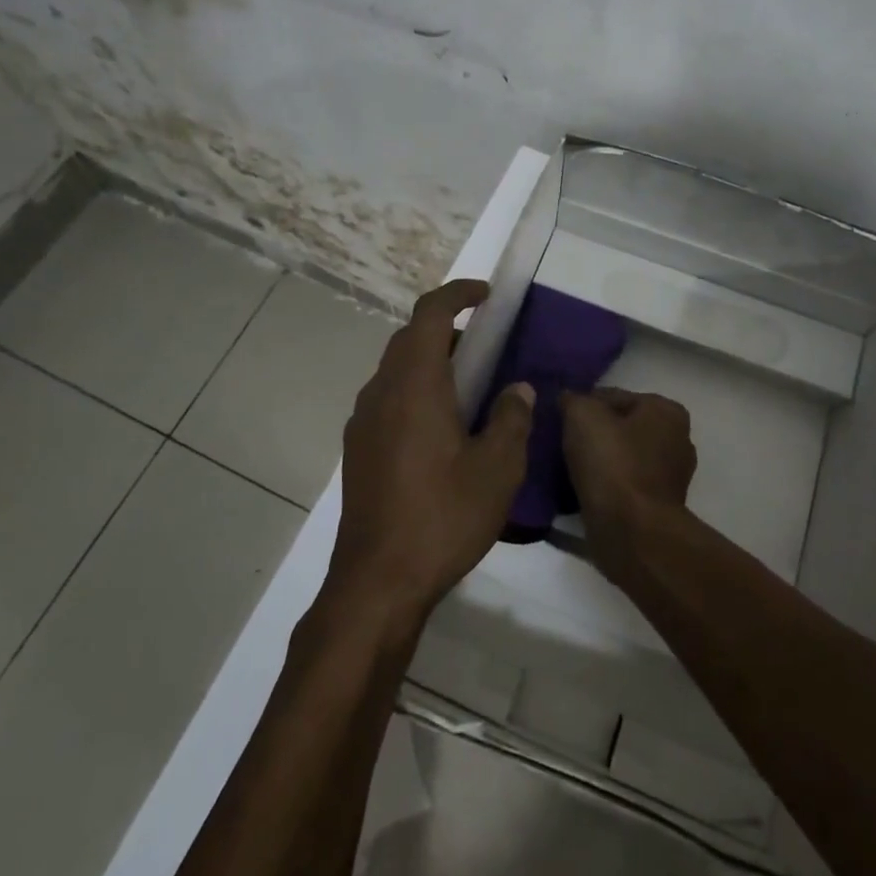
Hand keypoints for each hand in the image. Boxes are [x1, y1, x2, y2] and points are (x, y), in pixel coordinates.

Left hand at [330, 280, 533, 621]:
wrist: (376, 582)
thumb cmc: (442, 517)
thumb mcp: (497, 469)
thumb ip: (512, 419)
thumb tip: (517, 389)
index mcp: (415, 384)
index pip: (430, 313)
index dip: (458, 293)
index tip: (486, 296)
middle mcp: (382, 391)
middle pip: (410, 338)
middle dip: (447, 329)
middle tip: (486, 348)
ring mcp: (364, 421)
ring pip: (396, 369)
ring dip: (430, 362)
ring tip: (469, 390)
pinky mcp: (358, 449)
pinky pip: (388, 399)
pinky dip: (415, 391)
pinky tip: (440, 431)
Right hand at [560, 388, 696, 577]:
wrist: (631, 532)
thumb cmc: (612, 464)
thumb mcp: (583, 415)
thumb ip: (573, 399)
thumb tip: (568, 399)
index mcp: (666, 411)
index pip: (613, 396)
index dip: (583, 405)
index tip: (561, 420)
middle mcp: (677, 439)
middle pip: (620, 427)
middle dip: (594, 433)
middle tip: (563, 443)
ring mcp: (671, 476)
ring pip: (622, 456)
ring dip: (599, 461)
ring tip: (568, 468)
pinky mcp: (659, 506)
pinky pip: (624, 484)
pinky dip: (606, 485)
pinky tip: (583, 489)